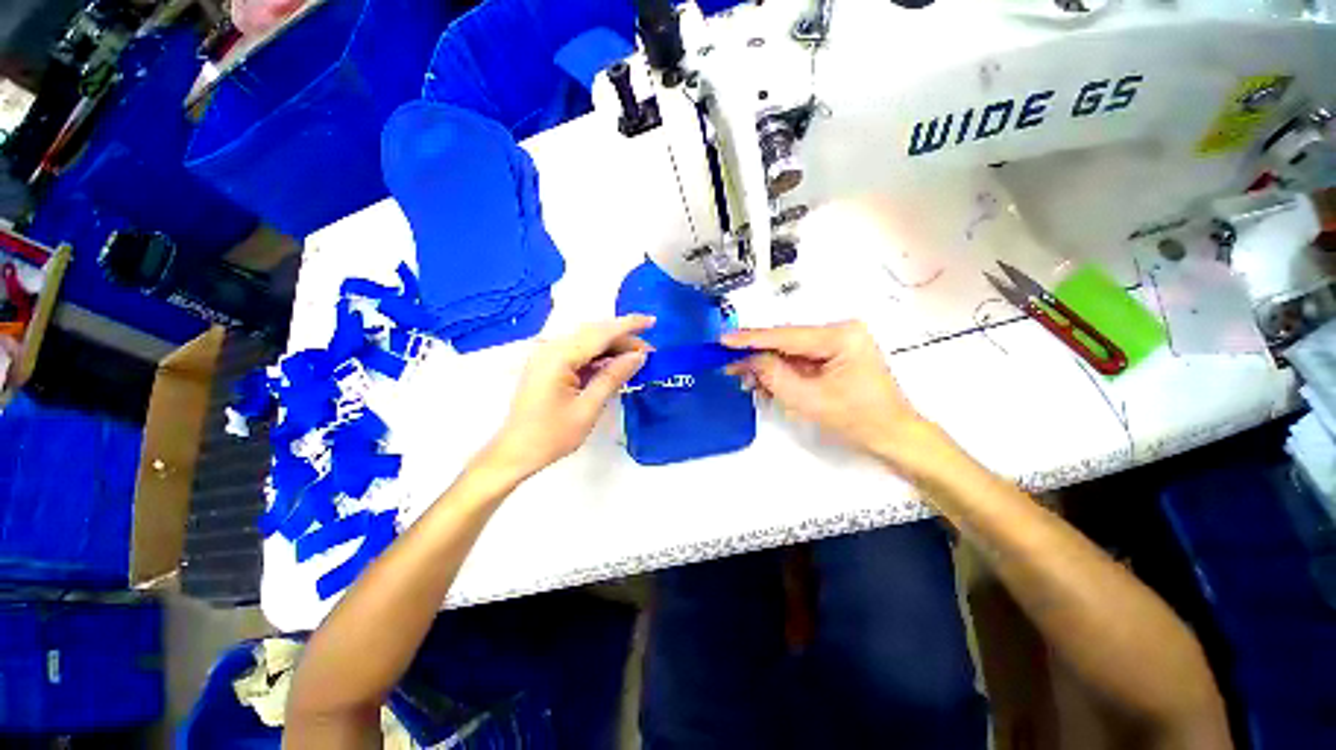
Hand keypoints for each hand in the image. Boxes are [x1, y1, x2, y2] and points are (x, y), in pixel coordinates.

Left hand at [482, 316, 652, 480]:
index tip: (652, 321)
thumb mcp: (588, 408)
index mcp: (559, 357)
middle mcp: (551, 349)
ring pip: (587, 342)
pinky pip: (579, 353)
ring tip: (637, 358)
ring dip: (612, 347)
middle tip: (649, 351)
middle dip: (623, 338)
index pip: (600, 333)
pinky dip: (599, 357)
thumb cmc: (551, 435)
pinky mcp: (548, 365)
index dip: (628, 325)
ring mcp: (547, 356)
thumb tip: (638, 357)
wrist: (515, 453)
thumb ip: (613, 377)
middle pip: (594, 334)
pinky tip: (614, 365)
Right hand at [723, 322, 947, 474]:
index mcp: (841, 336)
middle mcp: (840, 332)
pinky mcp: (835, 355)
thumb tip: (749, 359)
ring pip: (790, 351)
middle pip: (787, 341)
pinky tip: (765, 382)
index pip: (786, 335)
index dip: (751, 339)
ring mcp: (839, 343)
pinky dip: (782, 371)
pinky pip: (800, 360)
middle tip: (729, 364)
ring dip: (768, 365)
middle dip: (758, 355)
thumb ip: (774, 375)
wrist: (892, 436)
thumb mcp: (808, 399)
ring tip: (745, 379)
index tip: (724, 339)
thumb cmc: (858, 420)